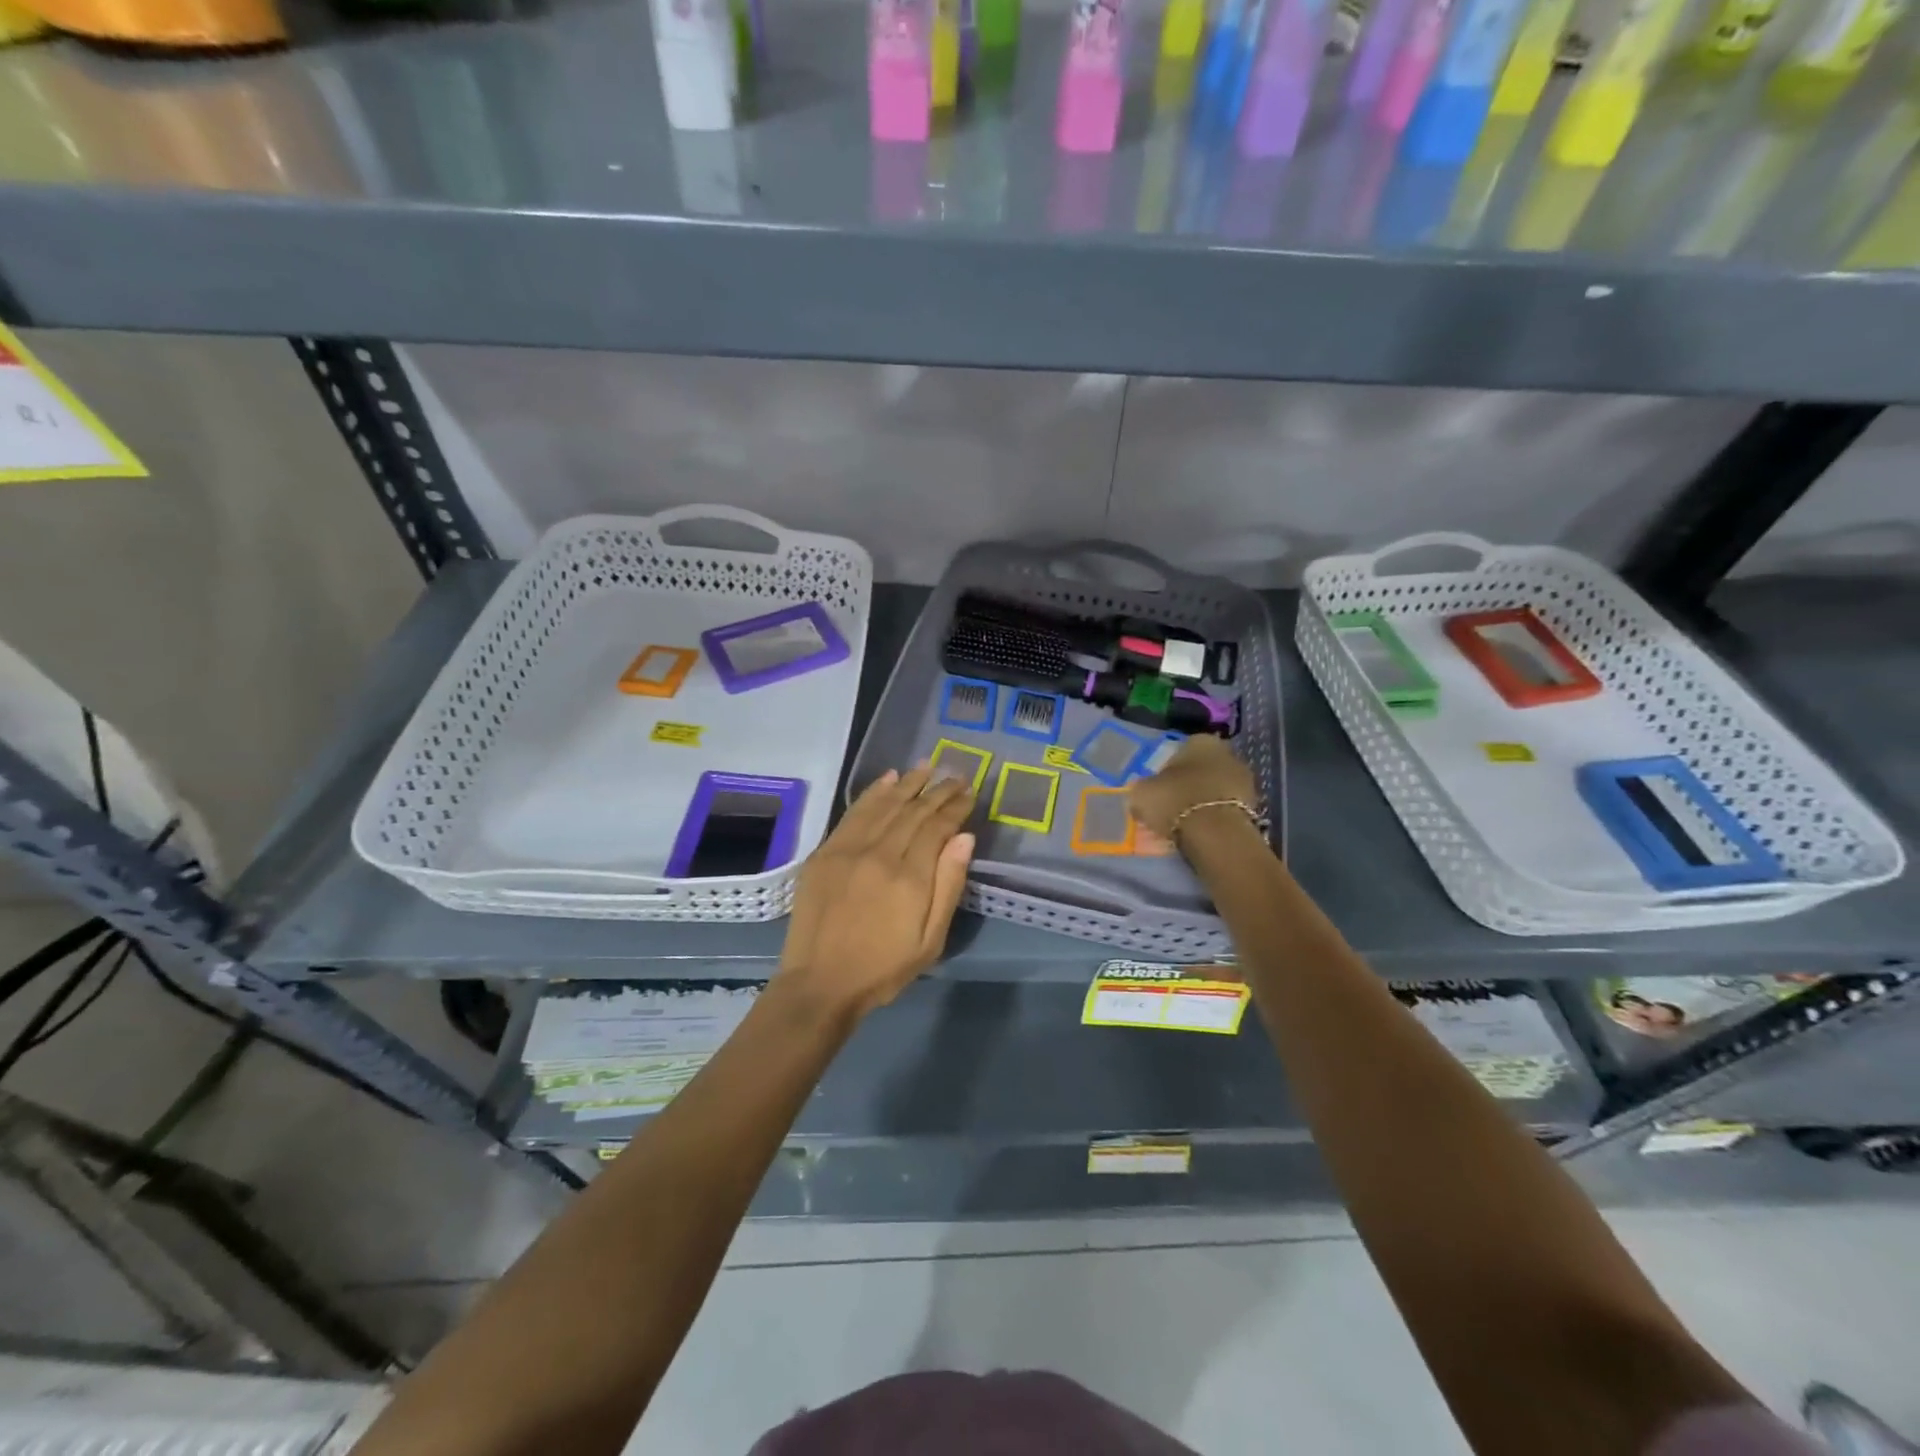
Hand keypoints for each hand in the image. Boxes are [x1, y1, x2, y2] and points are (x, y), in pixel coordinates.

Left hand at [777, 766, 975, 1018]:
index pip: (937, 827)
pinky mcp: (825, 852)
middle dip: (938, 790)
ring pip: (885, 805)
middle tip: (956, 774)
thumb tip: (965, 837)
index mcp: (909, 877)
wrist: (820, 983)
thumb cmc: (883, 968)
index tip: (970, 793)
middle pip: (914, 811)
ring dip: (908, 783)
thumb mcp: (930, 940)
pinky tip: (888, 779)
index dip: (956, 807)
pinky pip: (854, 813)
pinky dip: (873, 793)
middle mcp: (879, 853)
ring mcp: (848, 849)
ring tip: (928, 766)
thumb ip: (949, 886)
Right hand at [1128, 735, 1257, 838]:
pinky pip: (1227, 807)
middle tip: (1173, 803)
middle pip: (1203, 767)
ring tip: (1186, 820)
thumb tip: (1144, 790)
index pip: (1181, 750)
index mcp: (1201, 740)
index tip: (1160, 787)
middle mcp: (1227, 752)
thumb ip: (1144, 786)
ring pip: (1217, 787)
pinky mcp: (1255, 806)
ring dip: (1204, 800)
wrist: (1216, 833)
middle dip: (1190, 782)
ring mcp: (1245, 779)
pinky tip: (1202, 830)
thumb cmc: (1175, 800)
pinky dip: (1216, 815)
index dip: (1168, 769)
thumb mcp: (1143, 791)